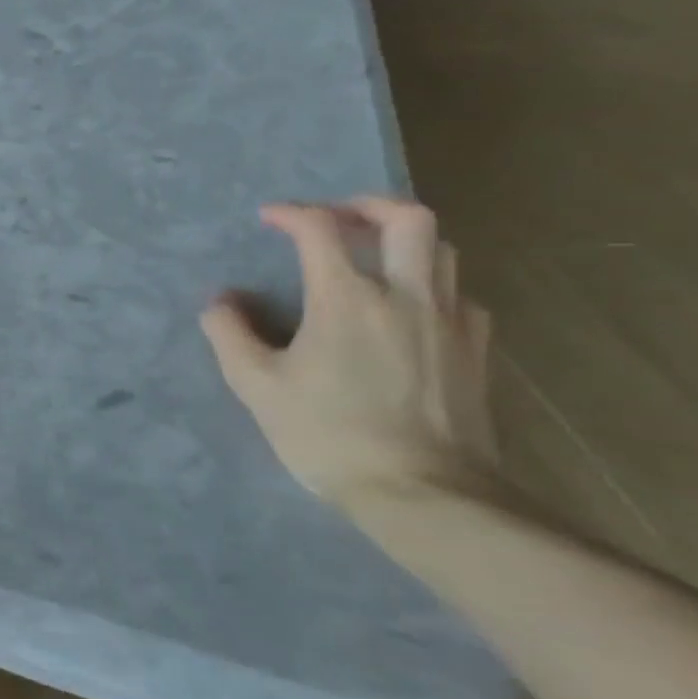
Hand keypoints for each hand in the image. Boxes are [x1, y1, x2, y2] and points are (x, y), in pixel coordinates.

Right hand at [200, 197, 496, 509]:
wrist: (424, 493)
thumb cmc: (329, 434)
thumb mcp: (257, 386)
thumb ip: (230, 334)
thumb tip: (221, 302)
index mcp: (348, 299)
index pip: (321, 229)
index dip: (291, 213)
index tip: (269, 217)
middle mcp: (407, 296)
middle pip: (407, 218)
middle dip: (366, 205)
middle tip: (336, 217)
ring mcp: (451, 322)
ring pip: (442, 251)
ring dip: (403, 239)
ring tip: (372, 256)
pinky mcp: (476, 351)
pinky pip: (460, 295)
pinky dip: (431, 284)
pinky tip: (410, 308)